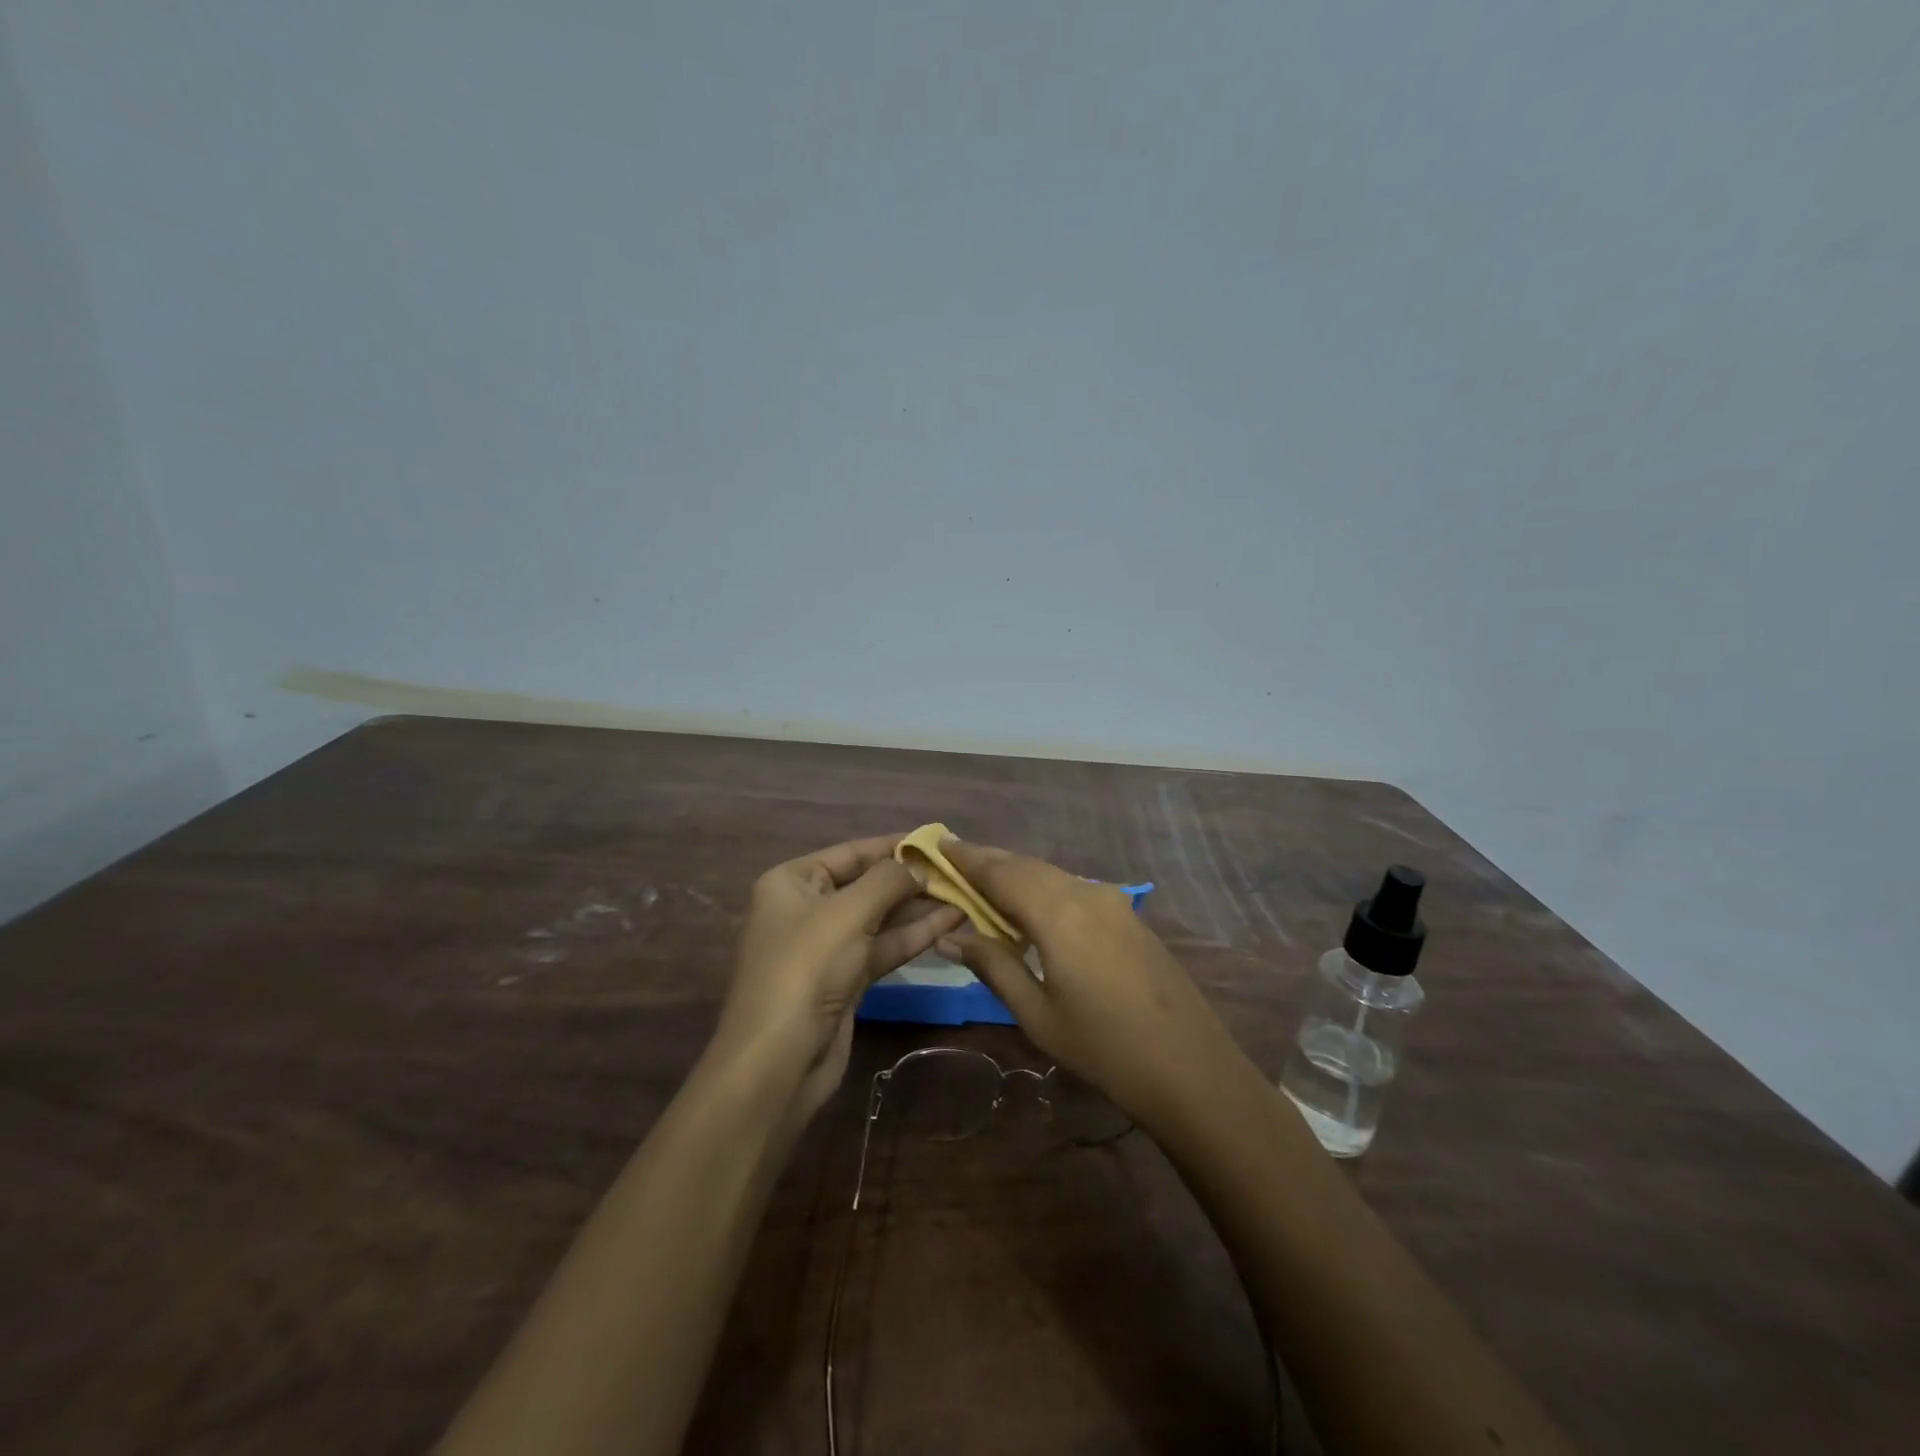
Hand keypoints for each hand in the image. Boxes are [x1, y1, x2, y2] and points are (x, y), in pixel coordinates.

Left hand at [712, 835, 963, 1123]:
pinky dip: (915, 936)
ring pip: (881, 918)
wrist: (778, 1062)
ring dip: (920, 907)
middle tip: (961, 870)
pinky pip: (884, 947)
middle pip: (869, 884)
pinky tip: (951, 922)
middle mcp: (808, 908)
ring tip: (965, 893)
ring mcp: (828, 947)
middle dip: (912, 878)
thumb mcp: (848, 912)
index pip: (852, 852)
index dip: (895, 845)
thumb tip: (919, 865)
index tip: (939, 839)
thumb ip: (888, 880)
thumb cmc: (805, 969)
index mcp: (793, 882)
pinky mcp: (846, 980)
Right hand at [936, 838, 1244, 1129]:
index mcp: (1059, 913)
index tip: (937, 843)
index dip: (967, 858)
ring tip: (984, 882)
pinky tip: (1031, 907)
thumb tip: (950, 937)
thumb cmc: (1105, 1048)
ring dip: (1017, 874)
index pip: (1001, 873)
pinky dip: (1044, 888)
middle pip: (1027, 866)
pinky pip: (1075, 889)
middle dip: (989, 861)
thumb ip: (994, 966)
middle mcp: (1086, 894)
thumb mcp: (1038, 1014)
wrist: (1192, 1068)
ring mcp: (1113, 902)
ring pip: (1053, 875)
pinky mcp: (1129, 917)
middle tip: (953, 860)